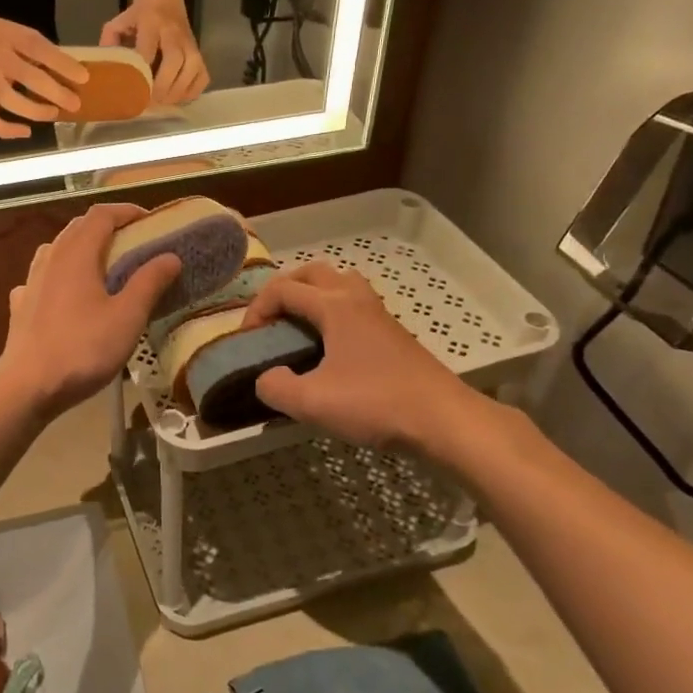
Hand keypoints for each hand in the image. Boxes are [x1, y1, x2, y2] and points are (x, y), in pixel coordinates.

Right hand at [0, 12, 87, 138]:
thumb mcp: (19, 32)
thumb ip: (40, 50)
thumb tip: (70, 72)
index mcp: (12, 37)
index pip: (40, 50)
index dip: (64, 65)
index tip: (84, 78)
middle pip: (29, 78)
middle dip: (56, 93)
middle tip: (75, 103)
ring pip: (11, 101)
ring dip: (36, 111)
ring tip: (53, 113)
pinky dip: (7, 130)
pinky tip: (26, 132)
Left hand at [0, 204, 181, 418]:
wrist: (28, 385)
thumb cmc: (83, 348)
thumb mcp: (127, 317)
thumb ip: (149, 282)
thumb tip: (170, 256)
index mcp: (77, 254)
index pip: (101, 215)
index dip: (126, 211)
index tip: (149, 220)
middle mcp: (51, 258)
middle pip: (78, 228)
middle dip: (106, 227)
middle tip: (133, 241)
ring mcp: (31, 281)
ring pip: (56, 250)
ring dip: (80, 248)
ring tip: (101, 265)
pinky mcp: (21, 305)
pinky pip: (41, 277)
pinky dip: (59, 275)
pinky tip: (64, 294)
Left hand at [100, 0, 208, 103]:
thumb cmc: (137, 14)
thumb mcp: (118, 23)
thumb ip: (109, 44)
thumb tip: (106, 72)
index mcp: (150, 23)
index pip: (148, 48)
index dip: (143, 70)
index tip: (135, 89)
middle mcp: (173, 32)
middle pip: (175, 60)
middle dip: (163, 84)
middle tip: (151, 102)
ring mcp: (189, 42)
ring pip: (192, 68)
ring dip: (178, 90)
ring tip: (164, 103)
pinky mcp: (200, 51)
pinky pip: (202, 74)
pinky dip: (193, 90)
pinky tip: (180, 98)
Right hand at [240, 262, 513, 469]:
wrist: (444, 420)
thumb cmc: (376, 403)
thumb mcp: (312, 402)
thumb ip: (275, 388)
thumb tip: (266, 378)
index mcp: (334, 306)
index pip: (283, 289)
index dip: (257, 309)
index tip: (248, 339)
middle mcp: (356, 299)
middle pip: (313, 273)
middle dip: (284, 289)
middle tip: (270, 319)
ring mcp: (379, 314)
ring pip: (340, 283)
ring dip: (313, 294)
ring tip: (300, 324)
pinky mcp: (394, 332)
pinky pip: (355, 303)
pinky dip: (334, 310)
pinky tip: (331, 346)